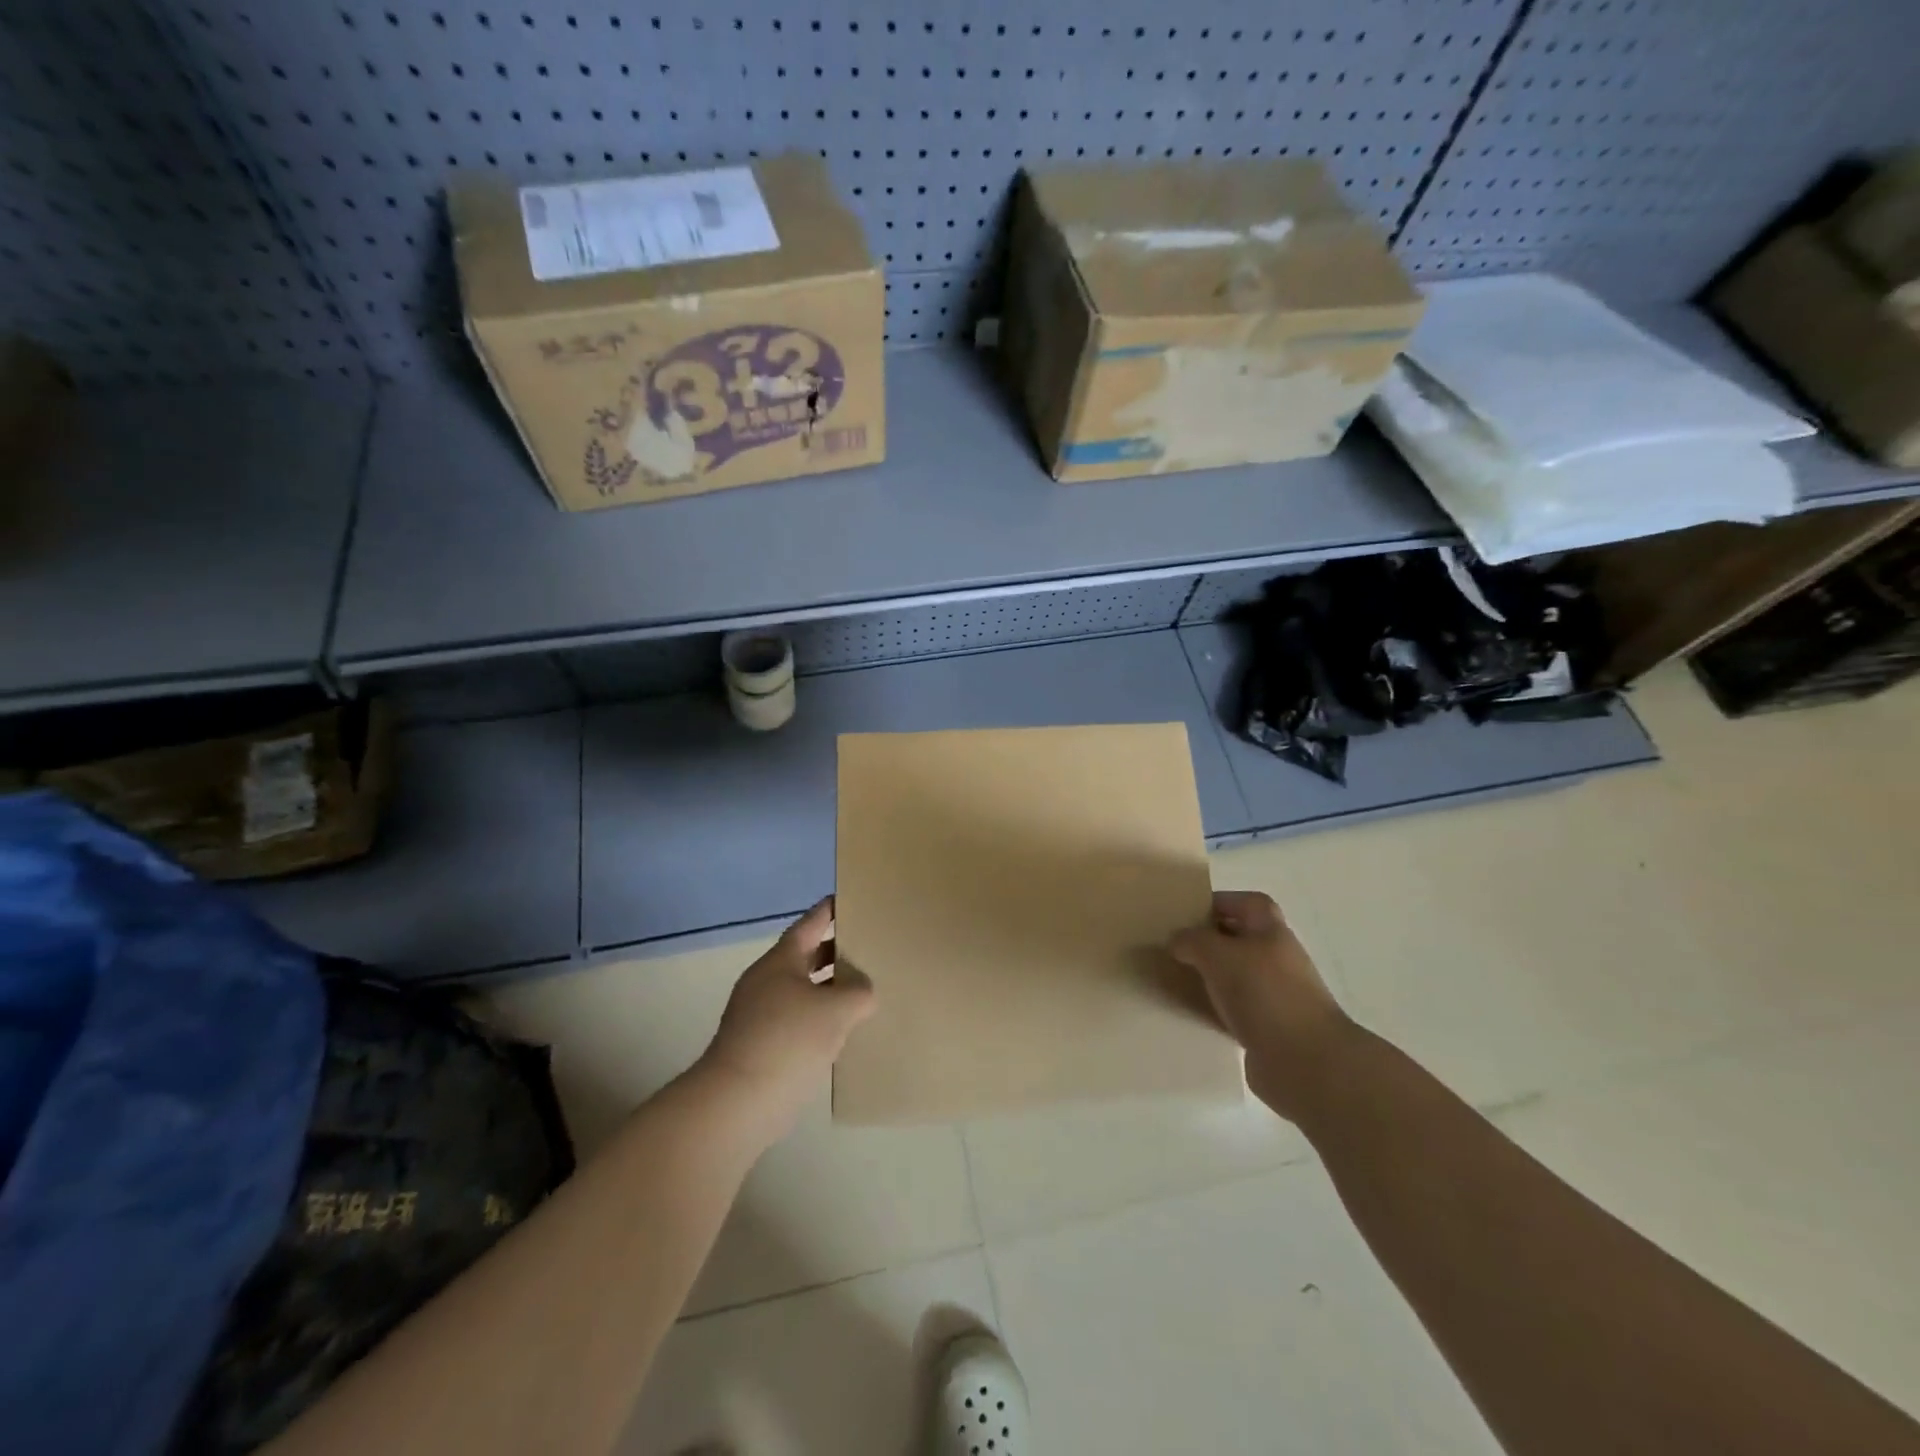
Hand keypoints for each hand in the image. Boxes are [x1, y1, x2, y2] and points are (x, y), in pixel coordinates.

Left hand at [698, 899, 875, 1144]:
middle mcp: (767, 981)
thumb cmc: (788, 1040)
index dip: (829, 911)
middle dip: (835, 951)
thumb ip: (859, 991)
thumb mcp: (837, 1009)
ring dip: (829, 989)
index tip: (848, 899)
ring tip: (863, 989)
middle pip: (805, 956)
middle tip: (867, 945)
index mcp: (781, 961)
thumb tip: (862, 991)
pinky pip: (797, 1019)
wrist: (738, 1101)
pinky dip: (820, 1018)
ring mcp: (760, 1014)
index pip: (809, 924)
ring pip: (802, 990)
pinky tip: (843, 1031)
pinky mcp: (761, 1045)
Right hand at [1168, 890, 1352, 1120]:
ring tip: (1180, 978)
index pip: (1250, 903)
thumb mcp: (1218, 955)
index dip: (1222, 902)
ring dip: (1212, 976)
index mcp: (1272, 933)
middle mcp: (1278, 960)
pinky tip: (1196, 1012)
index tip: (1189, 913)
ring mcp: (1277, 996)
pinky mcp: (1270, 1030)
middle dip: (1211, 940)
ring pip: (1238, 976)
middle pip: (1243, 939)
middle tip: (1177, 945)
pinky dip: (1218, 1008)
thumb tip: (1177, 941)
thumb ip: (1193, 941)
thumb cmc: (1265, 995)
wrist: (1306, 1064)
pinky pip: (1237, 1010)